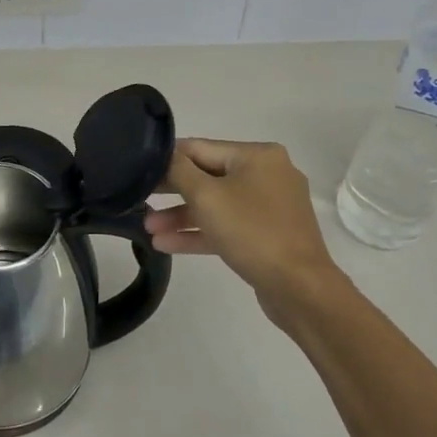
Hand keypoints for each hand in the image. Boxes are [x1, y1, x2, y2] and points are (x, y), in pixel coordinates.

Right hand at [143, 138, 344, 318]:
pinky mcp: (267, 234)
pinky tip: (166, 244)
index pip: (200, 148)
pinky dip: (200, 232)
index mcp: (258, 155)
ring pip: (216, 204)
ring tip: (148, 229)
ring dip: (182, 216)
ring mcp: (270, 206)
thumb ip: (179, 170)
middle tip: (139, 199)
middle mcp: (267, 174)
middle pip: (208, 176)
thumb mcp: (207, 196)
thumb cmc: (252, 231)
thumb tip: (164, 155)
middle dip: (173, 192)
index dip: (167, 159)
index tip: (137, 171)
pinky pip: (228, 225)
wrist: (299, 288)